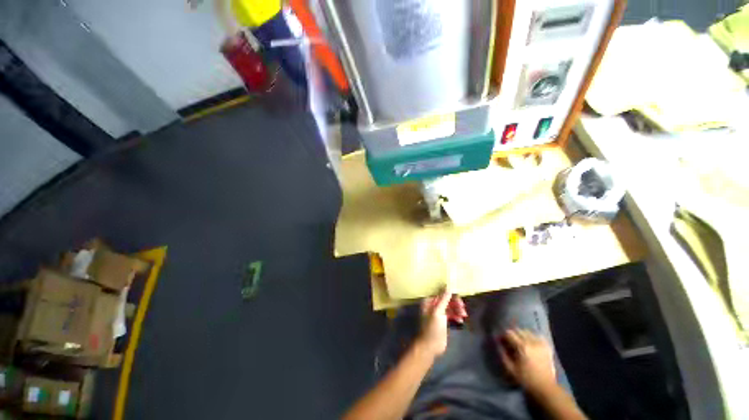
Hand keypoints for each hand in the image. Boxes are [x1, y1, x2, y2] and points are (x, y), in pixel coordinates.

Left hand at [416, 289, 467, 356]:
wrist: (430, 347)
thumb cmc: (432, 328)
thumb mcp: (438, 312)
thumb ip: (443, 299)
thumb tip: (449, 287)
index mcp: (429, 301)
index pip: (442, 293)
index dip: (451, 295)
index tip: (459, 299)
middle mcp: (433, 305)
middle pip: (447, 299)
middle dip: (455, 303)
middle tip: (463, 308)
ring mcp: (438, 312)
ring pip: (450, 306)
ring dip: (457, 309)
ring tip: (463, 315)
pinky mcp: (443, 320)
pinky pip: (451, 314)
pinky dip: (456, 316)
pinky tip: (460, 321)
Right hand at [497, 329, 556, 392]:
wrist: (546, 387)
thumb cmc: (526, 379)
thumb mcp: (510, 369)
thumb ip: (502, 354)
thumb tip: (497, 343)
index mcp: (522, 346)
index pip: (509, 333)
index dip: (503, 336)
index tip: (501, 342)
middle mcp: (531, 342)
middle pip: (518, 330)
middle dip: (512, 335)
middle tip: (509, 343)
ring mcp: (540, 344)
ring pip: (527, 332)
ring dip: (521, 335)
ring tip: (519, 343)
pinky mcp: (547, 347)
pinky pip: (537, 336)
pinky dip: (531, 337)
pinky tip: (530, 344)